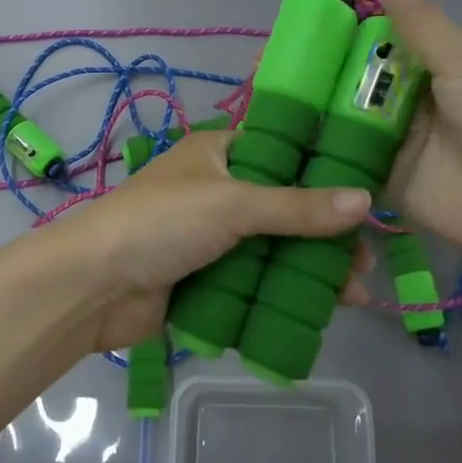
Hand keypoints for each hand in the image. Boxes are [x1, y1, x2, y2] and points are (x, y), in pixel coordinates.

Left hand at [61, 131, 375, 352]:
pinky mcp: (206, 278)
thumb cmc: (161, 223)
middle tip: (368, 259)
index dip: (325, 170)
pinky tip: (324, 310)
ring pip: (274, 249)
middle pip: (285, 208)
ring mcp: (211, 238)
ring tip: (359, 294)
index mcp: (219, 153)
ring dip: (313, 269)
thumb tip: (366, 202)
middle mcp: (218, 190)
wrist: (93, 286)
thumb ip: (298, 207)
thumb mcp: (233, 204)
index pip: (283, 152)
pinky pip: (256, 282)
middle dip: (327, 234)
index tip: (368, 193)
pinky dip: (286, 294)